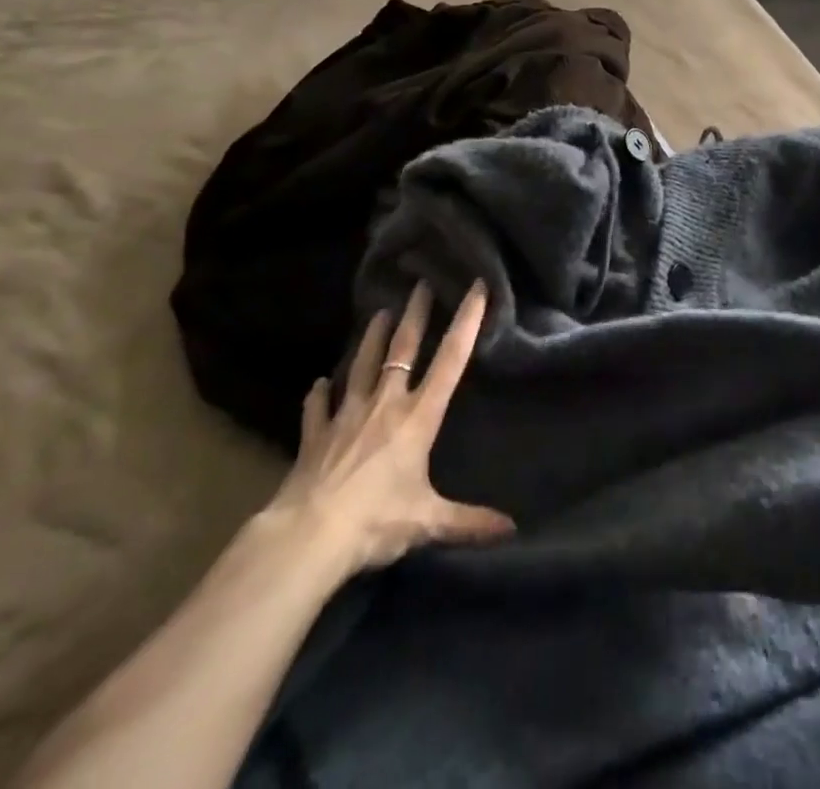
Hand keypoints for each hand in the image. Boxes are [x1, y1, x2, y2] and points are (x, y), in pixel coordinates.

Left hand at [260, 281, 514, 582]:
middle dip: (415, 313)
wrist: (308, 536)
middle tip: (421, 282)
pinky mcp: (315, 435)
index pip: (450, 360)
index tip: (477, 287)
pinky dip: (318, 395)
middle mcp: (385, 404)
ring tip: (378, 312)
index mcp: (417, 416)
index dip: (466, 321)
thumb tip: (511, 530)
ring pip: (361, 365)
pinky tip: (318, 383)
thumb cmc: (377, 521)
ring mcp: (346, 415)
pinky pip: (317, 408)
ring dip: (370, 338)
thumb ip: (469, 522)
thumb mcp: (428, 521)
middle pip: (403, 348)